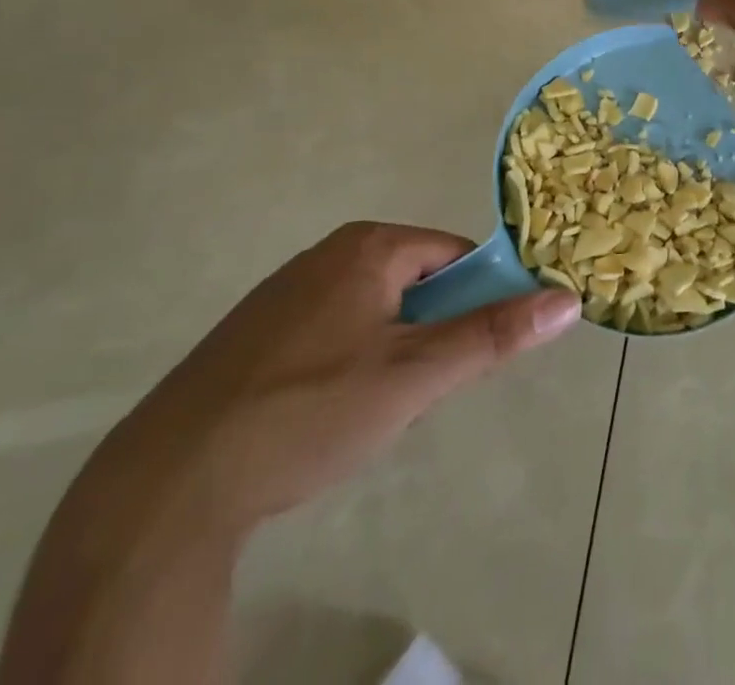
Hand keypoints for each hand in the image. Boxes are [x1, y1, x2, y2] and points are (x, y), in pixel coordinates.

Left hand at [79, 223, 580, 541]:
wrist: (164, 488)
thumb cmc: (307, 412)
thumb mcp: (414, 376)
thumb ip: (493, 335)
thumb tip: (569, 298)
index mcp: (369, 246)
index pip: (454, 254)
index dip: (474, 299)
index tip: (467, 355)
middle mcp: (327, 253)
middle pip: (414, 282)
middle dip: (427, 333)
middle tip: (415, 391)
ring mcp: (284, 292)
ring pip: (373, 311)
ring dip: (390, 352)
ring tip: (368, 411)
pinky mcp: (253, 334)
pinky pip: (330, 331)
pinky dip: (345, 364)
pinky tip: (321, 416)